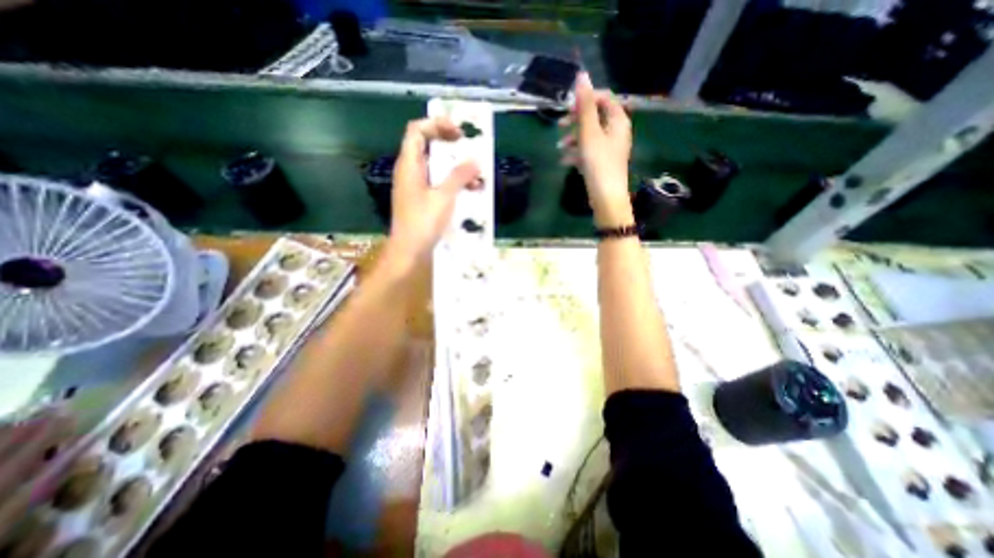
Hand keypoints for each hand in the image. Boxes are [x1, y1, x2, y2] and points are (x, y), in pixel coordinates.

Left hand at [389, 116, 481, 262]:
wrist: (409, 250)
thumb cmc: (423, 222)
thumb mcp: (443, 197)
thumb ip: (459, 177)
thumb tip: (475, 161)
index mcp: (409, 164)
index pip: (417, 130)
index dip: (437, 125)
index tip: (458, 133)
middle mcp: (410, 170)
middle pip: (426, 145)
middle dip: (448, 143)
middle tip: (468, 146)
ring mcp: (415, 185)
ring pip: (434, 165)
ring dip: (453, 164)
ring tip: (474, 171)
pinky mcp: (421, 198)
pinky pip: (437, 181)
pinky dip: (451, 180)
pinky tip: (469, 189)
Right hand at [561, 71, 630, 226]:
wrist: (606, 197)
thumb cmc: (599, 163)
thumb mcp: (589, 133)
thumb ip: (585, 106)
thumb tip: (582, 75)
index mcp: (618, 120)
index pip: (604, 98)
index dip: (586, 99)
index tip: (568, 108)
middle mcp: (616, 131)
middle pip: (595, 117)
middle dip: (576, 121)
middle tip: (560, 126)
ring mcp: (609, 148)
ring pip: (589, 135)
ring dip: (573, 138)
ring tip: (559, 148)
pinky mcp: (602, 162)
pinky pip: (588, 151)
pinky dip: (576, 153)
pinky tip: (564, 160)